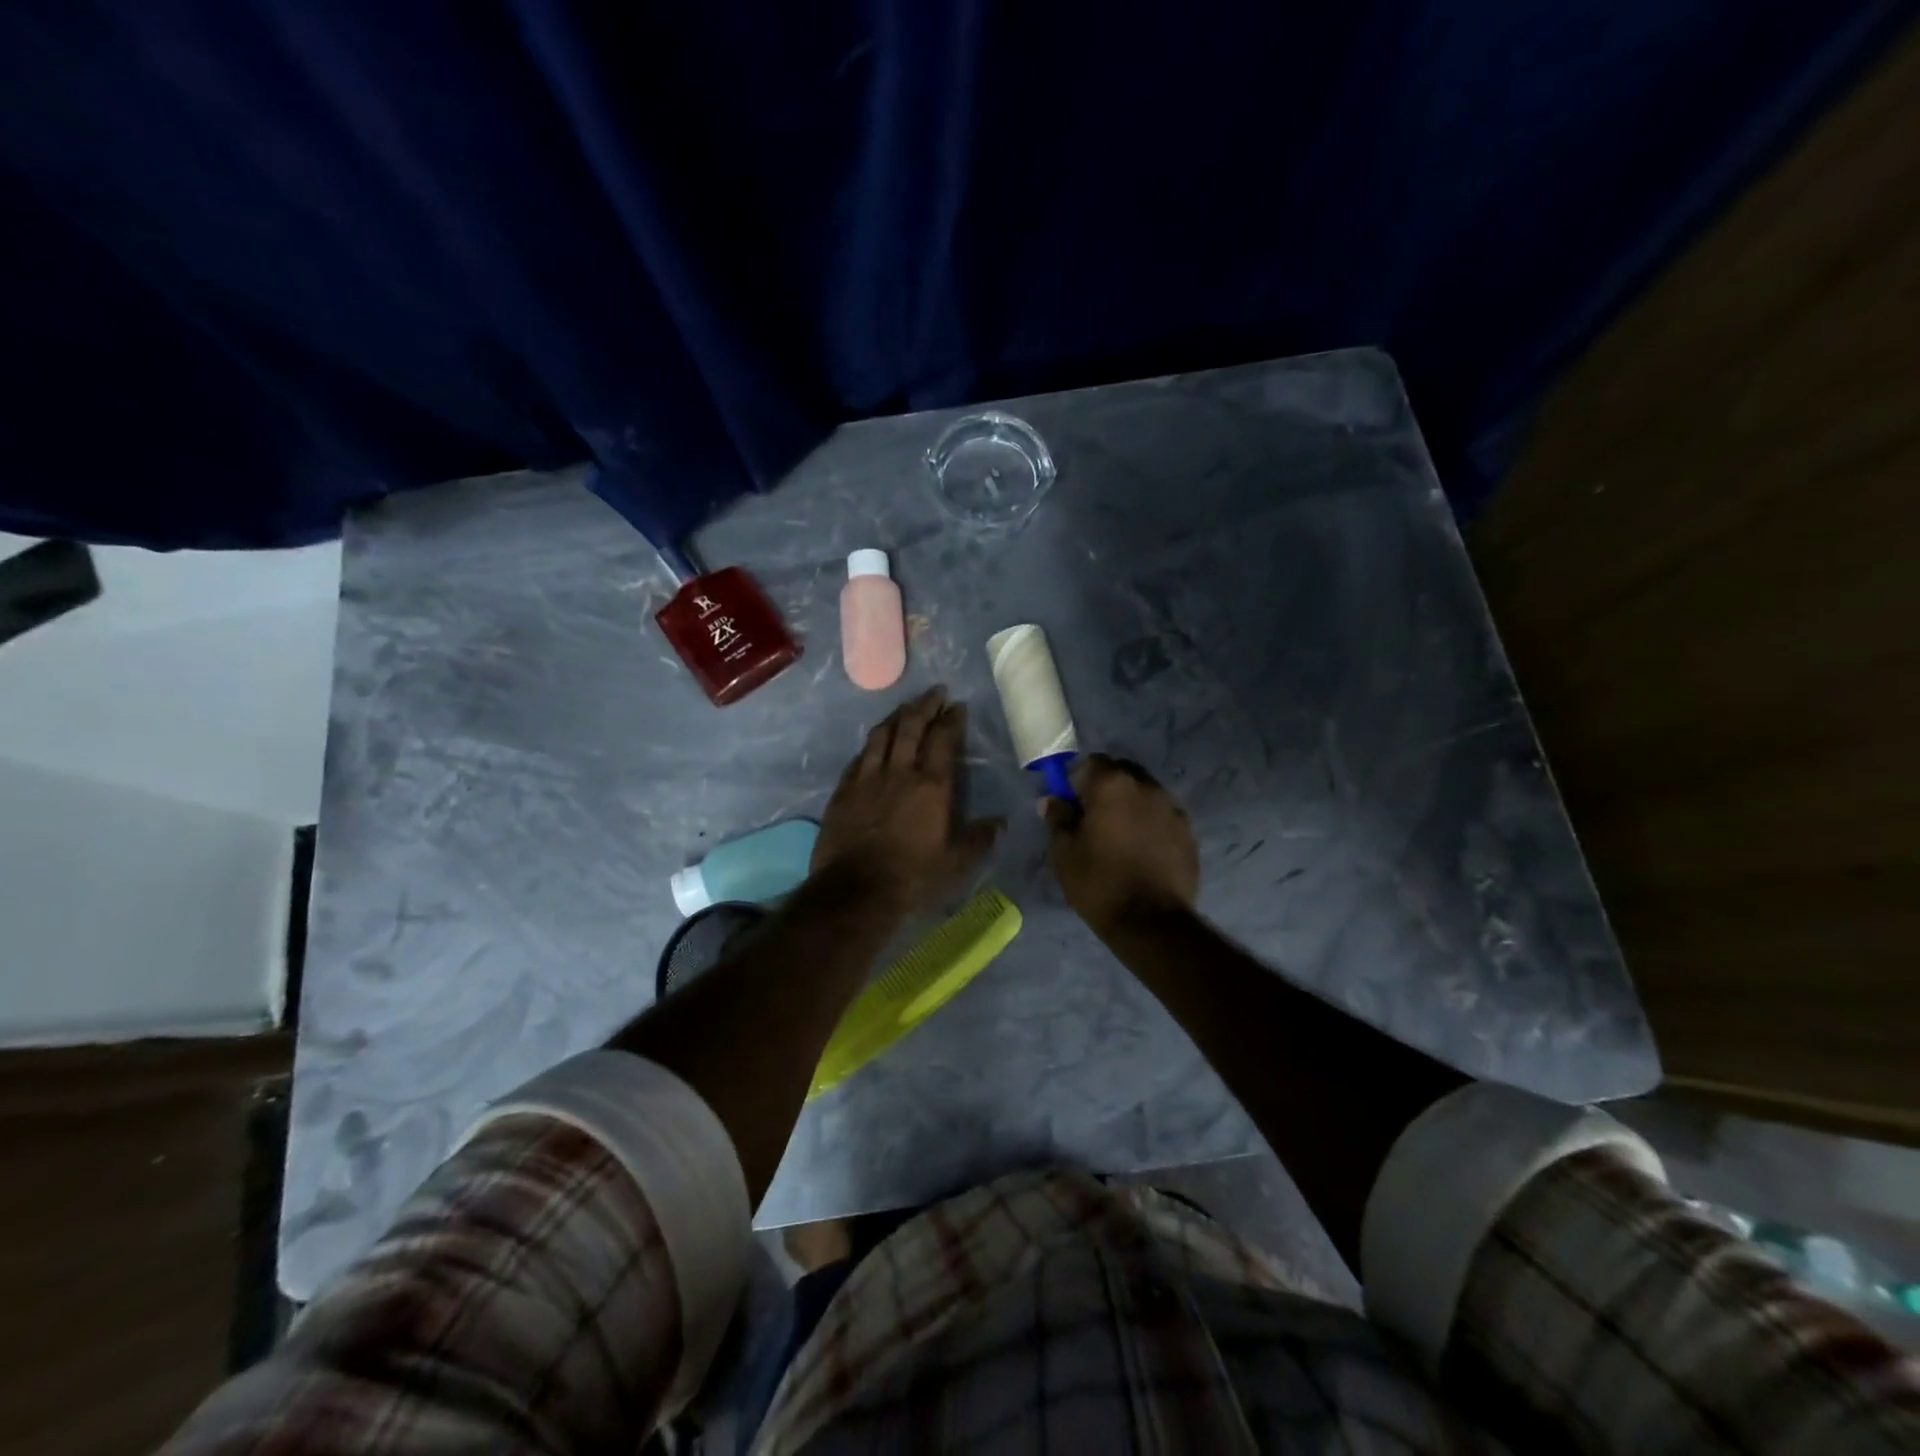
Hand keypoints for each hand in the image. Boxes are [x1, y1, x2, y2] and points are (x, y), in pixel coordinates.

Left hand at [812, 686, 1003, 915]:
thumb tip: (1000, 822)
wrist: (855, 891)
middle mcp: (899, 772)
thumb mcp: (955, 864)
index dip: (951, 720)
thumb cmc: (912, 878)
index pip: (943, 740)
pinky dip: (871, 744)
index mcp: (931, 786)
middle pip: (910, 727)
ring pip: (881, 735)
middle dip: (924, 706)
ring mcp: (867, 779)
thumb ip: (978, 839)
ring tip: (905, 709)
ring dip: (896, 717)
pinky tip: (874, 743)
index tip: (957, 706)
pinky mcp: (843, 791)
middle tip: (934, 693)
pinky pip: (858, 757)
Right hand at [1044, 754, 1198, 934]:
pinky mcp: (1189, 832)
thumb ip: (1058, 818)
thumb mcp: (1064, 852)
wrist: (1151, 922)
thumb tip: (1053, 800)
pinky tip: (1142, 852)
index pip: (1091, 763)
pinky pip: (1162, 816)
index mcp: (1112, 784)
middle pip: (1122, 773)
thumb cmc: (1099, 882)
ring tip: (1120, 838)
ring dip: (1131, 806)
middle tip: (1094, 820)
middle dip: (1106, 789)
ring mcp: (1172, 808)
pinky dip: (1150, 825)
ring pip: (1145, 794)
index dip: (1077, 781)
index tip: (1072, 805)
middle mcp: (1146, 786)